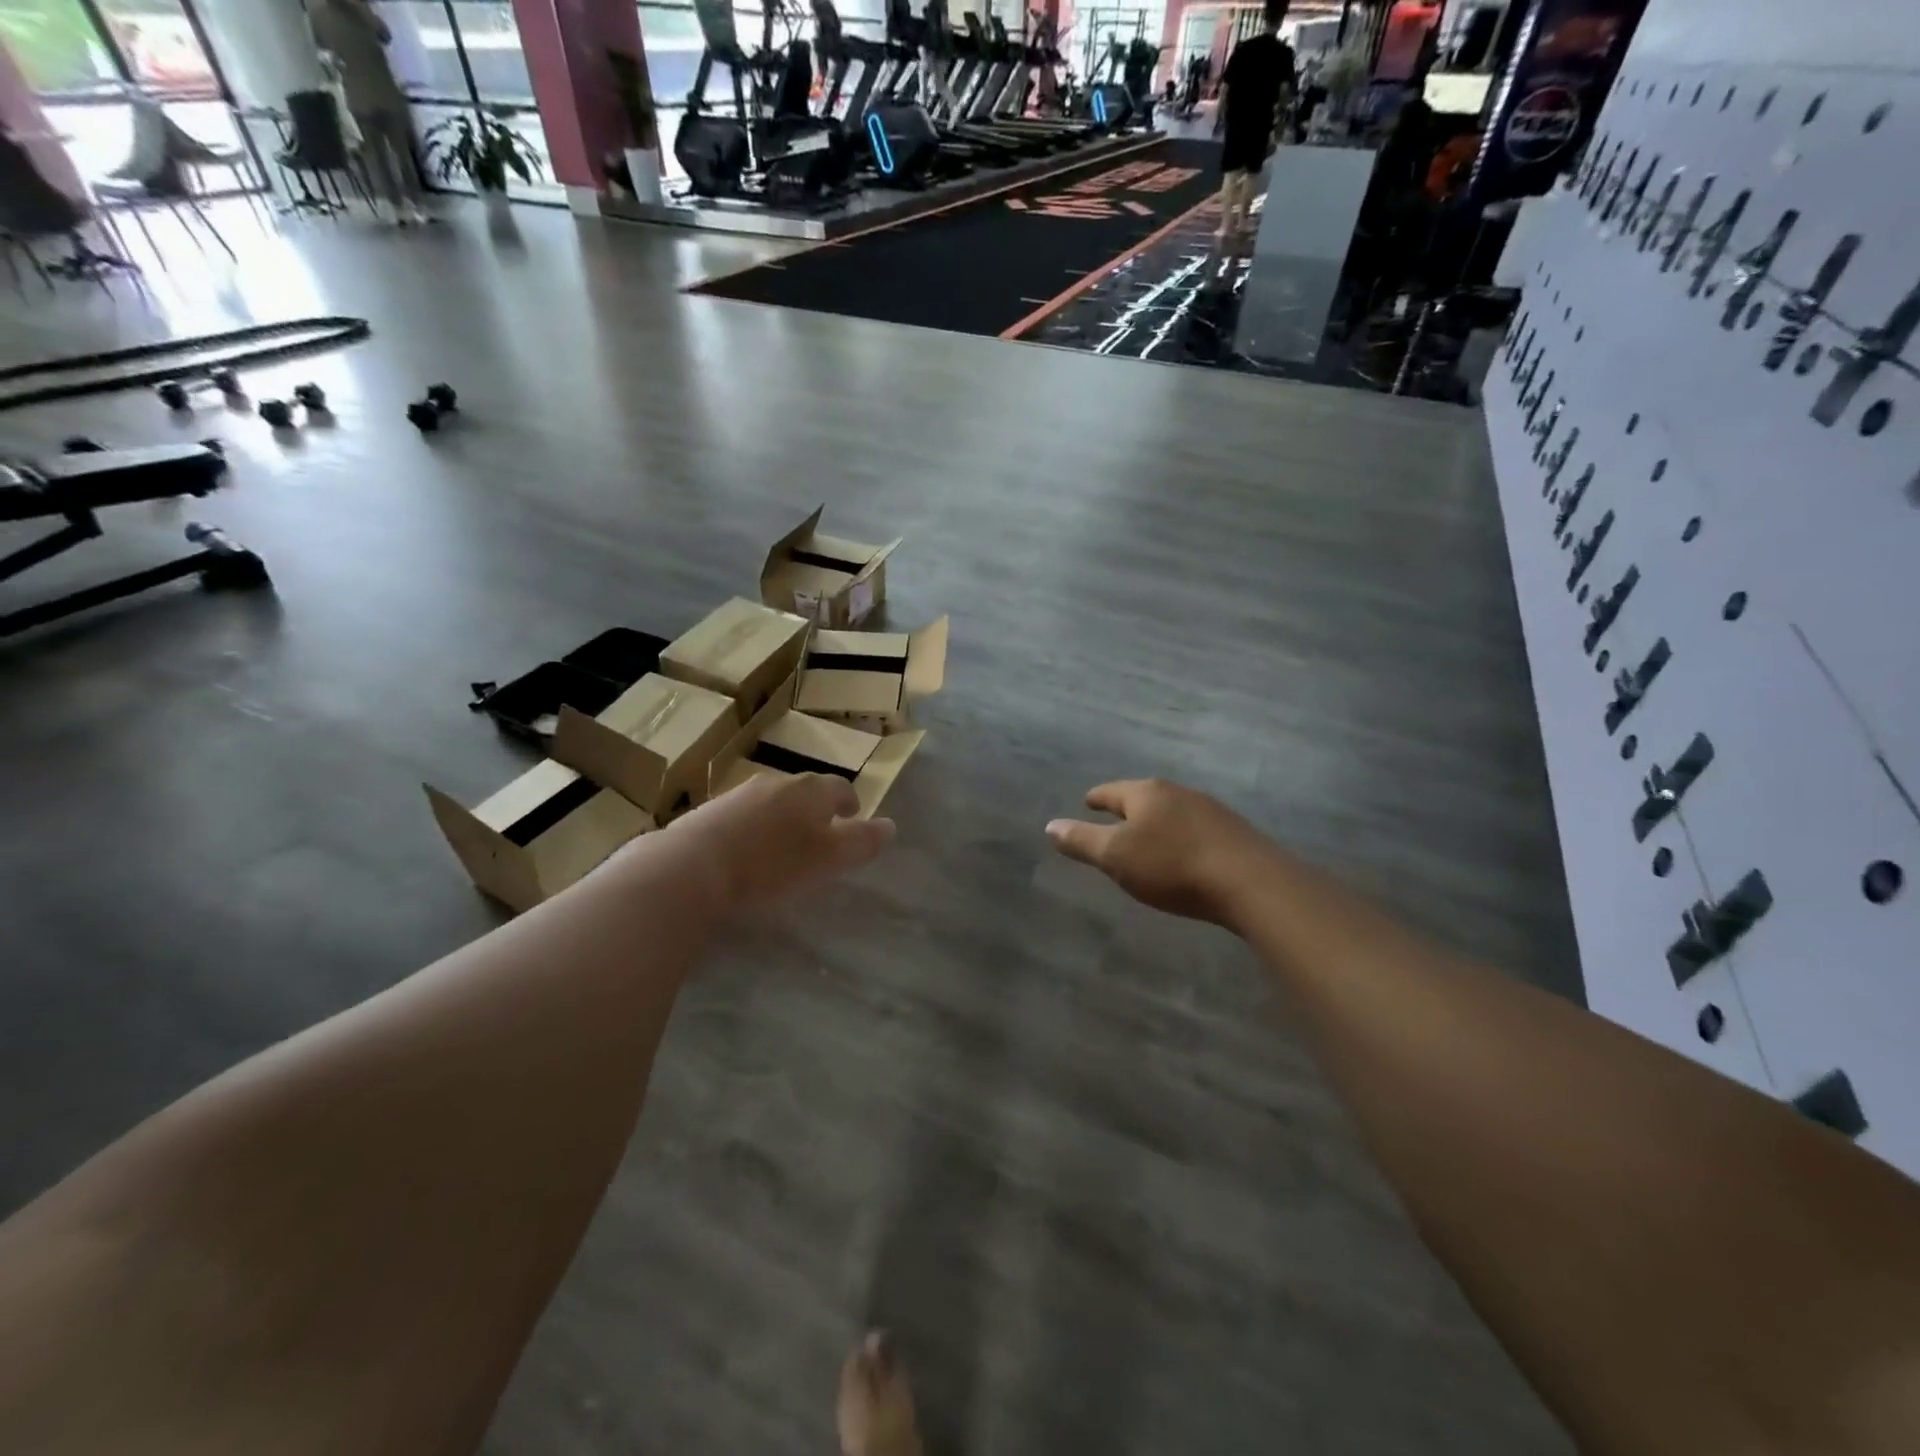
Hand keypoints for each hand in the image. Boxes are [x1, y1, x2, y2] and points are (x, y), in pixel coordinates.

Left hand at [661, 772, 893, 912]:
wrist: (692, 868)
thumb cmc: (772, 865)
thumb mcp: (829, 859)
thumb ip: (862, 842)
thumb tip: (890, 826)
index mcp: (811, 790)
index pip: (840, 788)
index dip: (851, 803)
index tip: (853, 818)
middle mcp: (777, 783)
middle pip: (806, 791)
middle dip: (818, 810)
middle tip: (822, 835)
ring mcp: (740, 794)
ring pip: (774, 801)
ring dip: (785, 819)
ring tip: (785, 846)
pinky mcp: (710, 812)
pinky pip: (745, 816)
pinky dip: (756, 829)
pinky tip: (748, 853)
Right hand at [1047, 779, 1273, 926]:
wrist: (1250, 881)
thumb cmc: (1172, 865)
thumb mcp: (1116, 857)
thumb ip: (1082, 841)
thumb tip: (1050, 826)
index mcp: (1146, 793)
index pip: (1112, 791)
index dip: (1097, 798)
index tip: (1087, 801)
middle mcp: (1178, 793)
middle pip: (1144, 797)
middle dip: (1128, 809)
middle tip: (1114, 821)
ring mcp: (1210, 810)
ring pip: (1173, 812)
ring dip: (1158, 823)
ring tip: (1148, 839)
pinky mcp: (1234, 832)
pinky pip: (1196, 829)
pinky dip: (1182, 837)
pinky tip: (1184, 853)